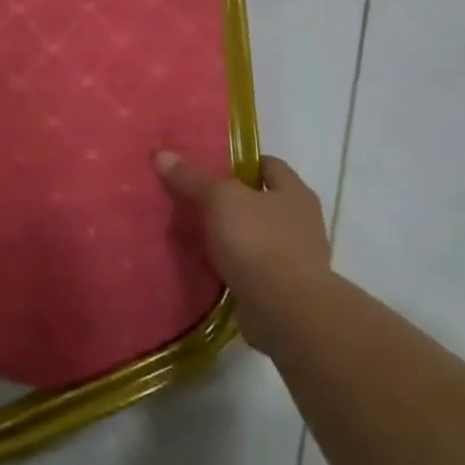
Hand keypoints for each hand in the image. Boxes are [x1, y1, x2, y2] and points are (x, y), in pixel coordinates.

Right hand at [156, 151, 329, 349]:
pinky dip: (234, 263)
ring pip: (257, 235)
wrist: (285, 309)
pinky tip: (208, 263)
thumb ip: (192, 178)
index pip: (269, 165)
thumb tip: (163, 155)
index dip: (241, 162)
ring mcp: (295, 258)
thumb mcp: (219, 199)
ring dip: (233, 234)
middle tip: (197, 197)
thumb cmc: (258, 240)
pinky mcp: (282, 287)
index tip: (212, 165)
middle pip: (262, 201)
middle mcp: (302, 222)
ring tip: (197, 231)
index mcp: (295, 193)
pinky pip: (253, 266)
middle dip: (233, 200)